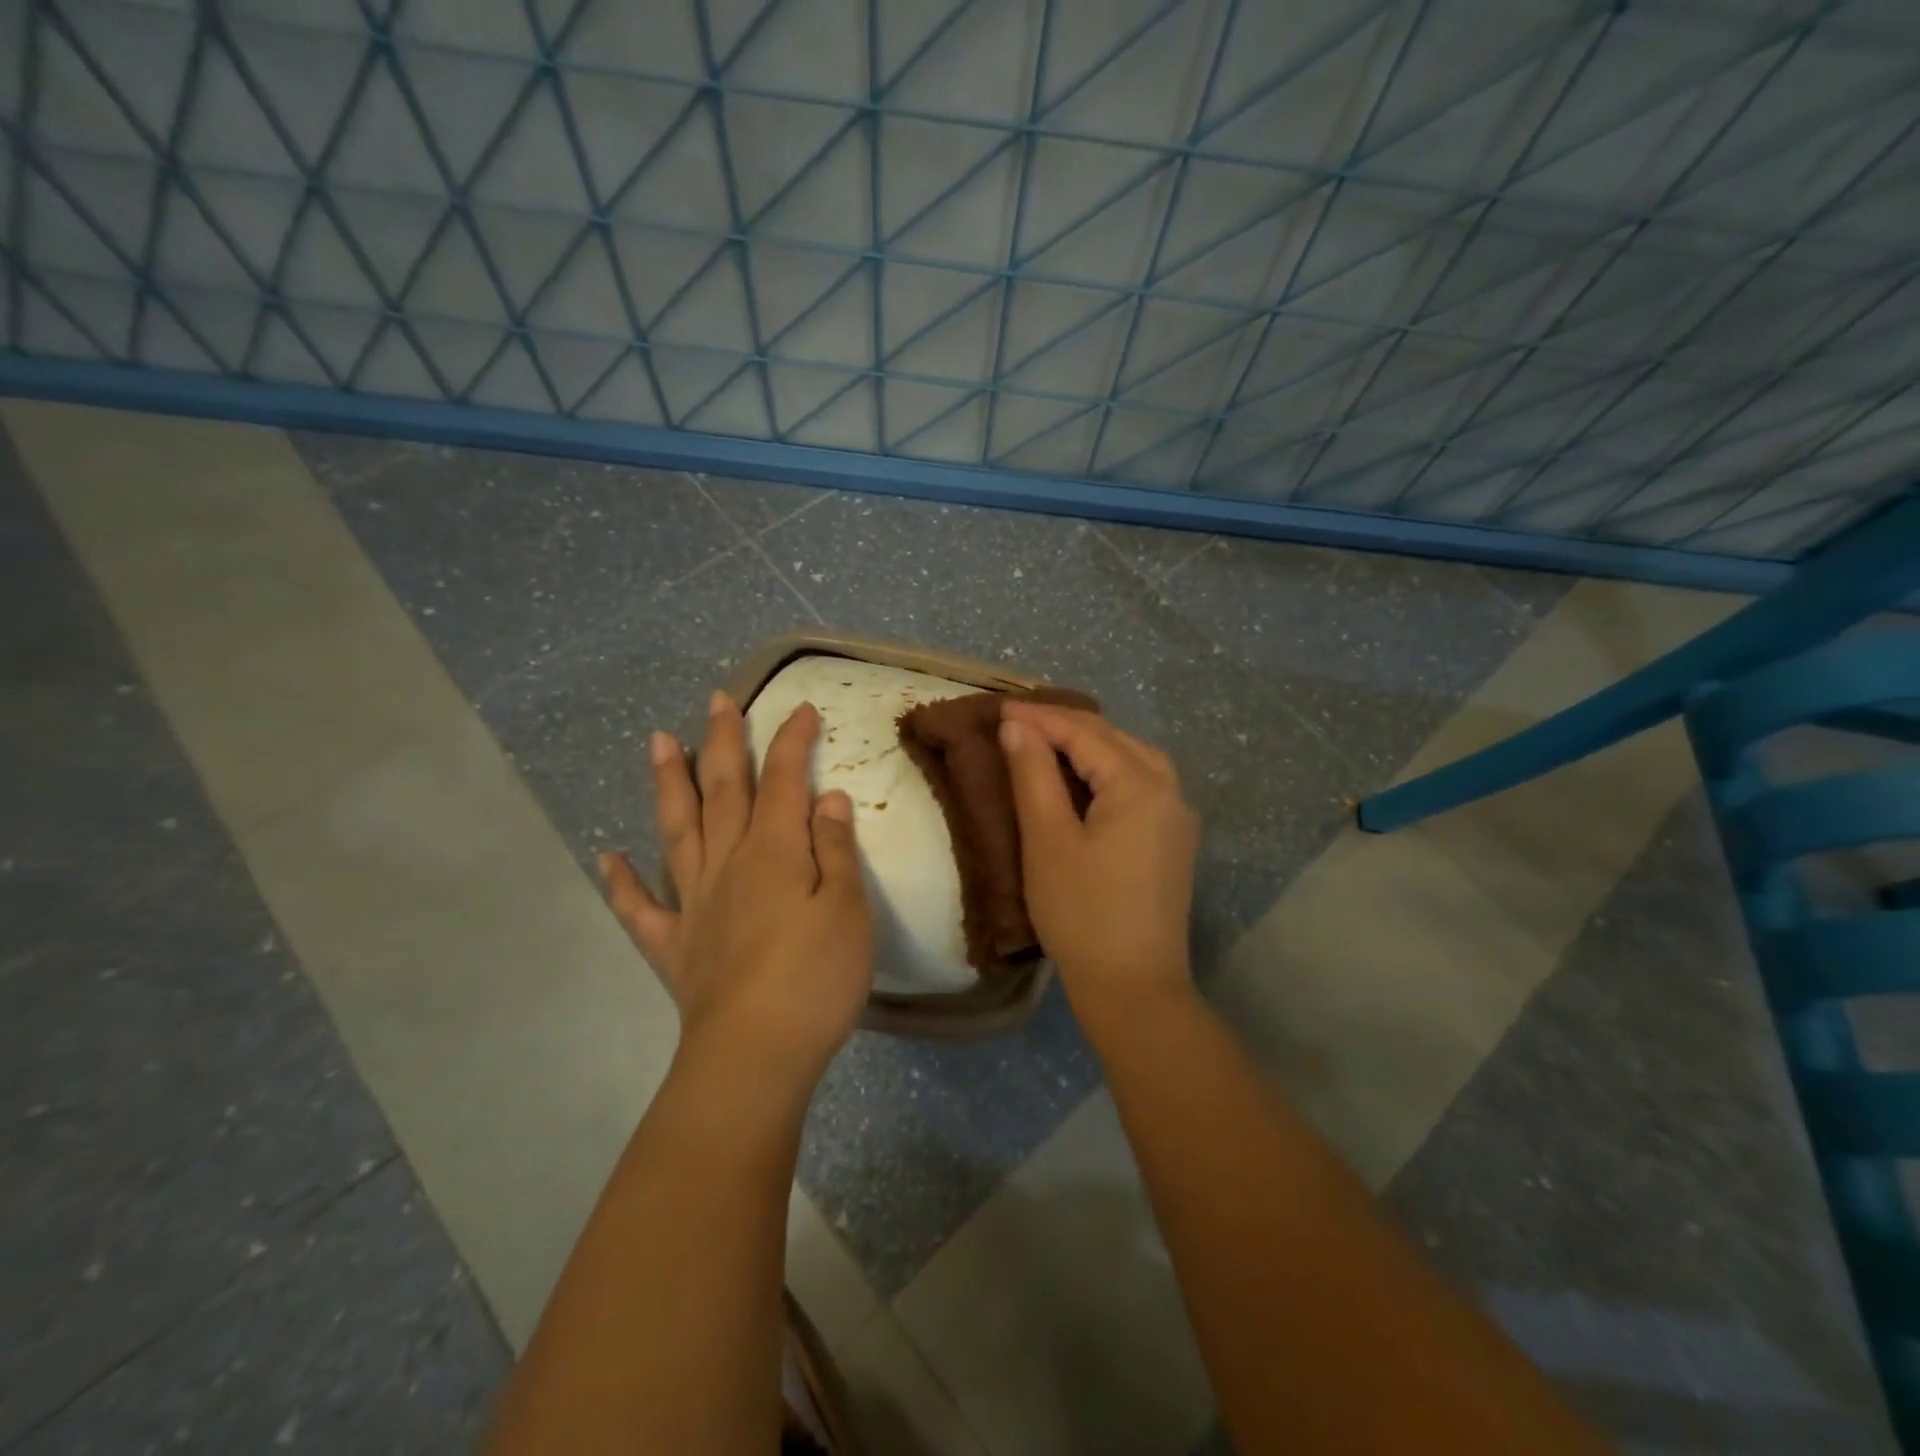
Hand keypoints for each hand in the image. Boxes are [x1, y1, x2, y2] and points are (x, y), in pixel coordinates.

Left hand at [600, 691, 872, 1087]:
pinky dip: (621, 881)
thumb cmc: (816, 979)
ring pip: (677, 829)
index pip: (784, 780)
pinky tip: (607, 857)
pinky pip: (640, 908)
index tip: (801, 708)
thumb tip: (827, 799)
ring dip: (669, 783)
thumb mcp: (847, 910)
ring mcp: (694, 902)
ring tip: (658, 741)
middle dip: (723, 741)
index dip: (792, 740)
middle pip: (724, 790)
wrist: (755, 1054)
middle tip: (717, 700)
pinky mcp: (674, 945)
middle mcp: (728, 863)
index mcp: (775, 851)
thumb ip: (836, 851)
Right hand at [999, 702, 1199, 1035]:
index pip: (1085, 734)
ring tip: (1048, 741)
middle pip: (1114, 739)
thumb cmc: (1082, 913)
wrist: (1134, 989)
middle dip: (1065, 725)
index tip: (999, 709)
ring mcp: (1178, 817)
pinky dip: (1108, 769)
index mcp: (1141, 785)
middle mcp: (1170, 790)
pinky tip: (1085, 777)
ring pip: (1132, 758)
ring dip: (1090, 744)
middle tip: (1017, 721)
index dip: (1040, 718)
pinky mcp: (1174, 841)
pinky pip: (1142, 784)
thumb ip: (1034, 775)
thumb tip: (1018, 726)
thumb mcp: (1047, 840)